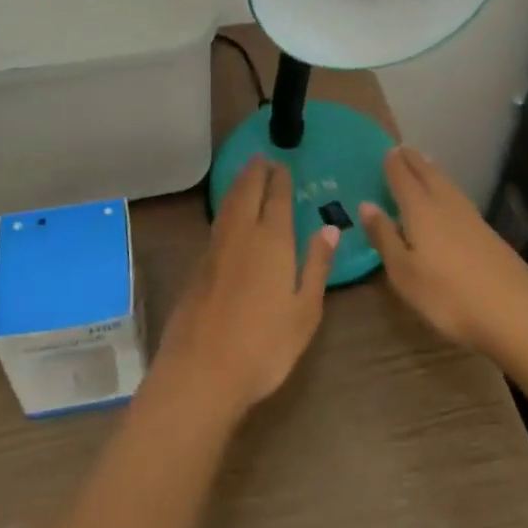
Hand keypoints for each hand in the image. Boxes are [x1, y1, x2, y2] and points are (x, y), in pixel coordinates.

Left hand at [148, 158, 337, 426]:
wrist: (202, 370)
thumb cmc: (265, 345)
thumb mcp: (305, 310)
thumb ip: (316, 265)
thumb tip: (329, 228)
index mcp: (272, 241)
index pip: (277, 199)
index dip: (280, 180)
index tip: (282, 164)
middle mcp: (242, 235)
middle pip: (247, 192)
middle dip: (255, 172)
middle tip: (261, 157)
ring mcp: (216, 249)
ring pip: (229, 204)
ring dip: (239, 184)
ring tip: (246, 173)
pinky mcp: (199, 265)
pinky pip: (218, 221)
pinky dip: (227, 206)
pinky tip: (229, 213)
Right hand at [360, 147, 527, 364]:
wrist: (516, 313)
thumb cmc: (448, 296)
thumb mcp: (404, 273)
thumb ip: (384, 237)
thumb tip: (366, 205)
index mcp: (420, 209)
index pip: (402, 177)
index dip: (392, 163)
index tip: (385, 150)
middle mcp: (445, 204)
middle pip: (427, 174)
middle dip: (413, 160)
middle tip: (402, 149)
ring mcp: (471, 217)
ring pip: (447, 184)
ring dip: (432, 171)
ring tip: (424, 164)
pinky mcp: (489, 233)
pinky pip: (459, 198)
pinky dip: (447, 189)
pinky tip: (449, 199)